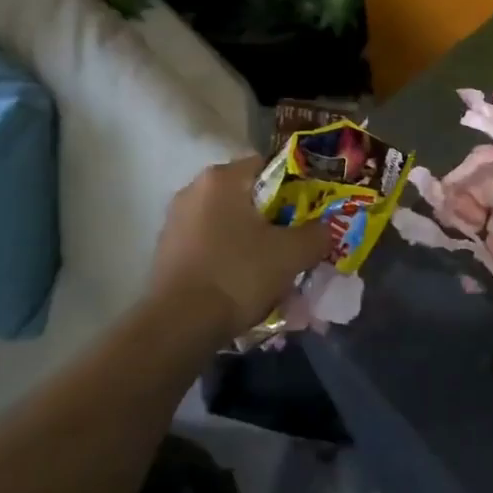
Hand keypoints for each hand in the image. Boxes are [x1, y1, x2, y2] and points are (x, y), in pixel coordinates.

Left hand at [146, 157, 332, 337]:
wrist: (178, 326)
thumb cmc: (237, 275)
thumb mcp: (292, 254)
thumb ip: (317, 234)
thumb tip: (327, 229)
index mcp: (222, 178)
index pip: (268, 166)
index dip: (296, 187)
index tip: (311, 212)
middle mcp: (193, 190)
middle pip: (248, 197)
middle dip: (274, 219)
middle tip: (296, 243)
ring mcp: (175, 222)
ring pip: (228, 224)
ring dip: (251, 241)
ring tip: (273, 270)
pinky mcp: (166, 252)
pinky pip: (210, 246)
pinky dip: (229, 259)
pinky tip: (244, 285)